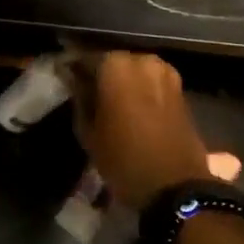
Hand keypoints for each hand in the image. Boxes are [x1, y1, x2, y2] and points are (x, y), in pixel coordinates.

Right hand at [66, 51, 211, 209]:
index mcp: (115, 65)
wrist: (175, 186)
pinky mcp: (179, 88)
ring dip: (121, 81)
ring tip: (107, 101)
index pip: (84, 57)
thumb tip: (74, 79)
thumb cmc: (123, 159)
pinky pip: (150, 81)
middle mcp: (142, 60)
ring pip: (133, 70)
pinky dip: (139, 89)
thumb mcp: (88, 131)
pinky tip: (129, 106)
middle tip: (85, 91)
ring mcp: (165, 72)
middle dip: (99, 73)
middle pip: (112, 61)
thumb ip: (79, 98)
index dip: (72, 68)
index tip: (63, 78)